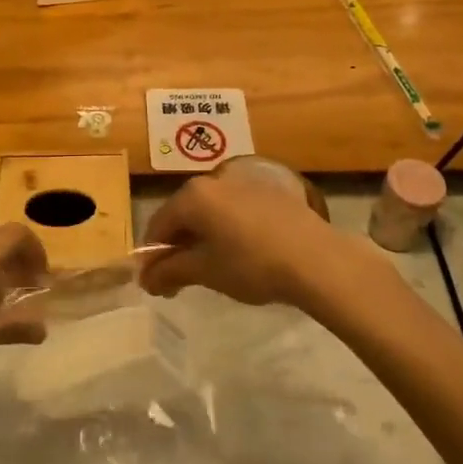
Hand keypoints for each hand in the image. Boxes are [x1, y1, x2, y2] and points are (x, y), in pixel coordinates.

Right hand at [142, 174, 364, 308]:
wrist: (316, 259)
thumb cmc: (251, 264)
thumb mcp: (205, 272)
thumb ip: (170, 271)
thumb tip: (146, 279)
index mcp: (192, 195)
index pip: (158, 225)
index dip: (153, 256)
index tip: (156, 284)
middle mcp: (213, 179)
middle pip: (183, 214)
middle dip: (178, 246)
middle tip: (181, 279)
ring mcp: (243, 182)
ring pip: (211, 211)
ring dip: (203, 238)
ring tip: (212, 268)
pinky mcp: (269, 191)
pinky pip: (235, 210)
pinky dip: (228, 229)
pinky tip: (241, 253)